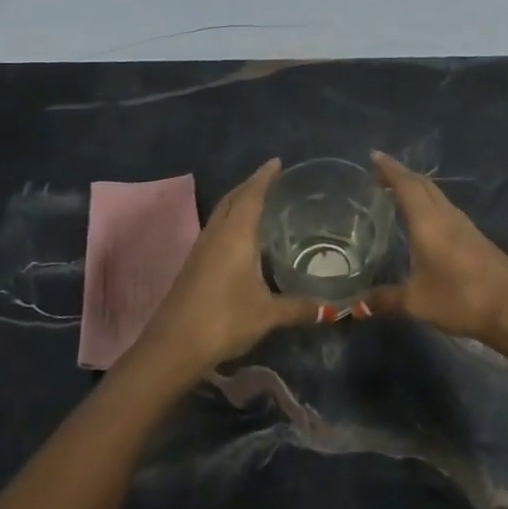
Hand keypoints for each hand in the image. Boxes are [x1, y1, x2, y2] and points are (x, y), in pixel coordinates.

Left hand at [139, 159, 321, 372]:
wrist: (174, 346)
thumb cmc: (224, 319)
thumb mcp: (267, 314)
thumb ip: (299, 307)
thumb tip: (334, 309)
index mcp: (235, 235)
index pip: (251, 195)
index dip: (264, 177)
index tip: (277, 162)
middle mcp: (216, 234)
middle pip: (233, 199)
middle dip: (250, 185)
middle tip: (271, 178)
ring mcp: (200, 250)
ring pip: (221, 214)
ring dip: (238, 202)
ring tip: (258, 201)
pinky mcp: (193, 266)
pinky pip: (215, 230)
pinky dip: (230, 221)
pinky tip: (240, 236)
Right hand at [363, 151, 507, 346]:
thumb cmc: (460, 298)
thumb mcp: (416, 302)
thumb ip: (385, 300)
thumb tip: (357, 305)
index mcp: (428, 221)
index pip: (406, 185)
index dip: (389, 169)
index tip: (374, 155)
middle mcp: (447, 216)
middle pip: (423, 185)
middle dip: (402, 175)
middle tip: (381, 174)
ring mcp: (466, 226)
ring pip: (438, 196)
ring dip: (418, 189)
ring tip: (400, 194)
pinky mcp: (477, 239)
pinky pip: (448, 210)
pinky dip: (431, 205)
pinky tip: (426, 221)